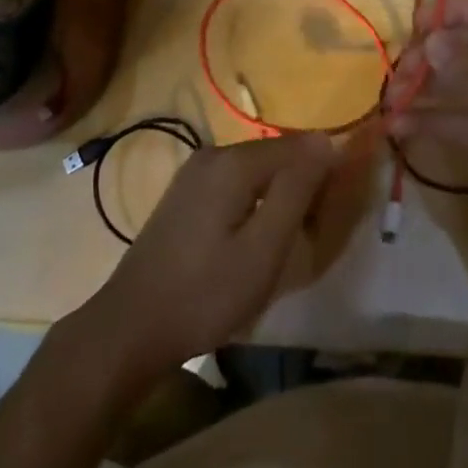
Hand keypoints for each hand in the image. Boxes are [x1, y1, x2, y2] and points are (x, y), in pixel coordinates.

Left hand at [76, 133, 336, 387]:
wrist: (131, 326)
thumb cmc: (205, 294)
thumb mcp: (263, 250)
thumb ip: (297, 190)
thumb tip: (327, 141)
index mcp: (233, 162)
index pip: (299, 145)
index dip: (325, 170)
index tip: (336, 211)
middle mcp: (214, 153)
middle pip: (276, 154)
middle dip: (302, 184)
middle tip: (310, 234)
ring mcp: (195, 171)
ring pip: (257, 169)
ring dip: (280, 194)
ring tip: (285, 242)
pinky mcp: (186, 192)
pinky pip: (236, 182)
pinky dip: (256, 200)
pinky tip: (253, 238)